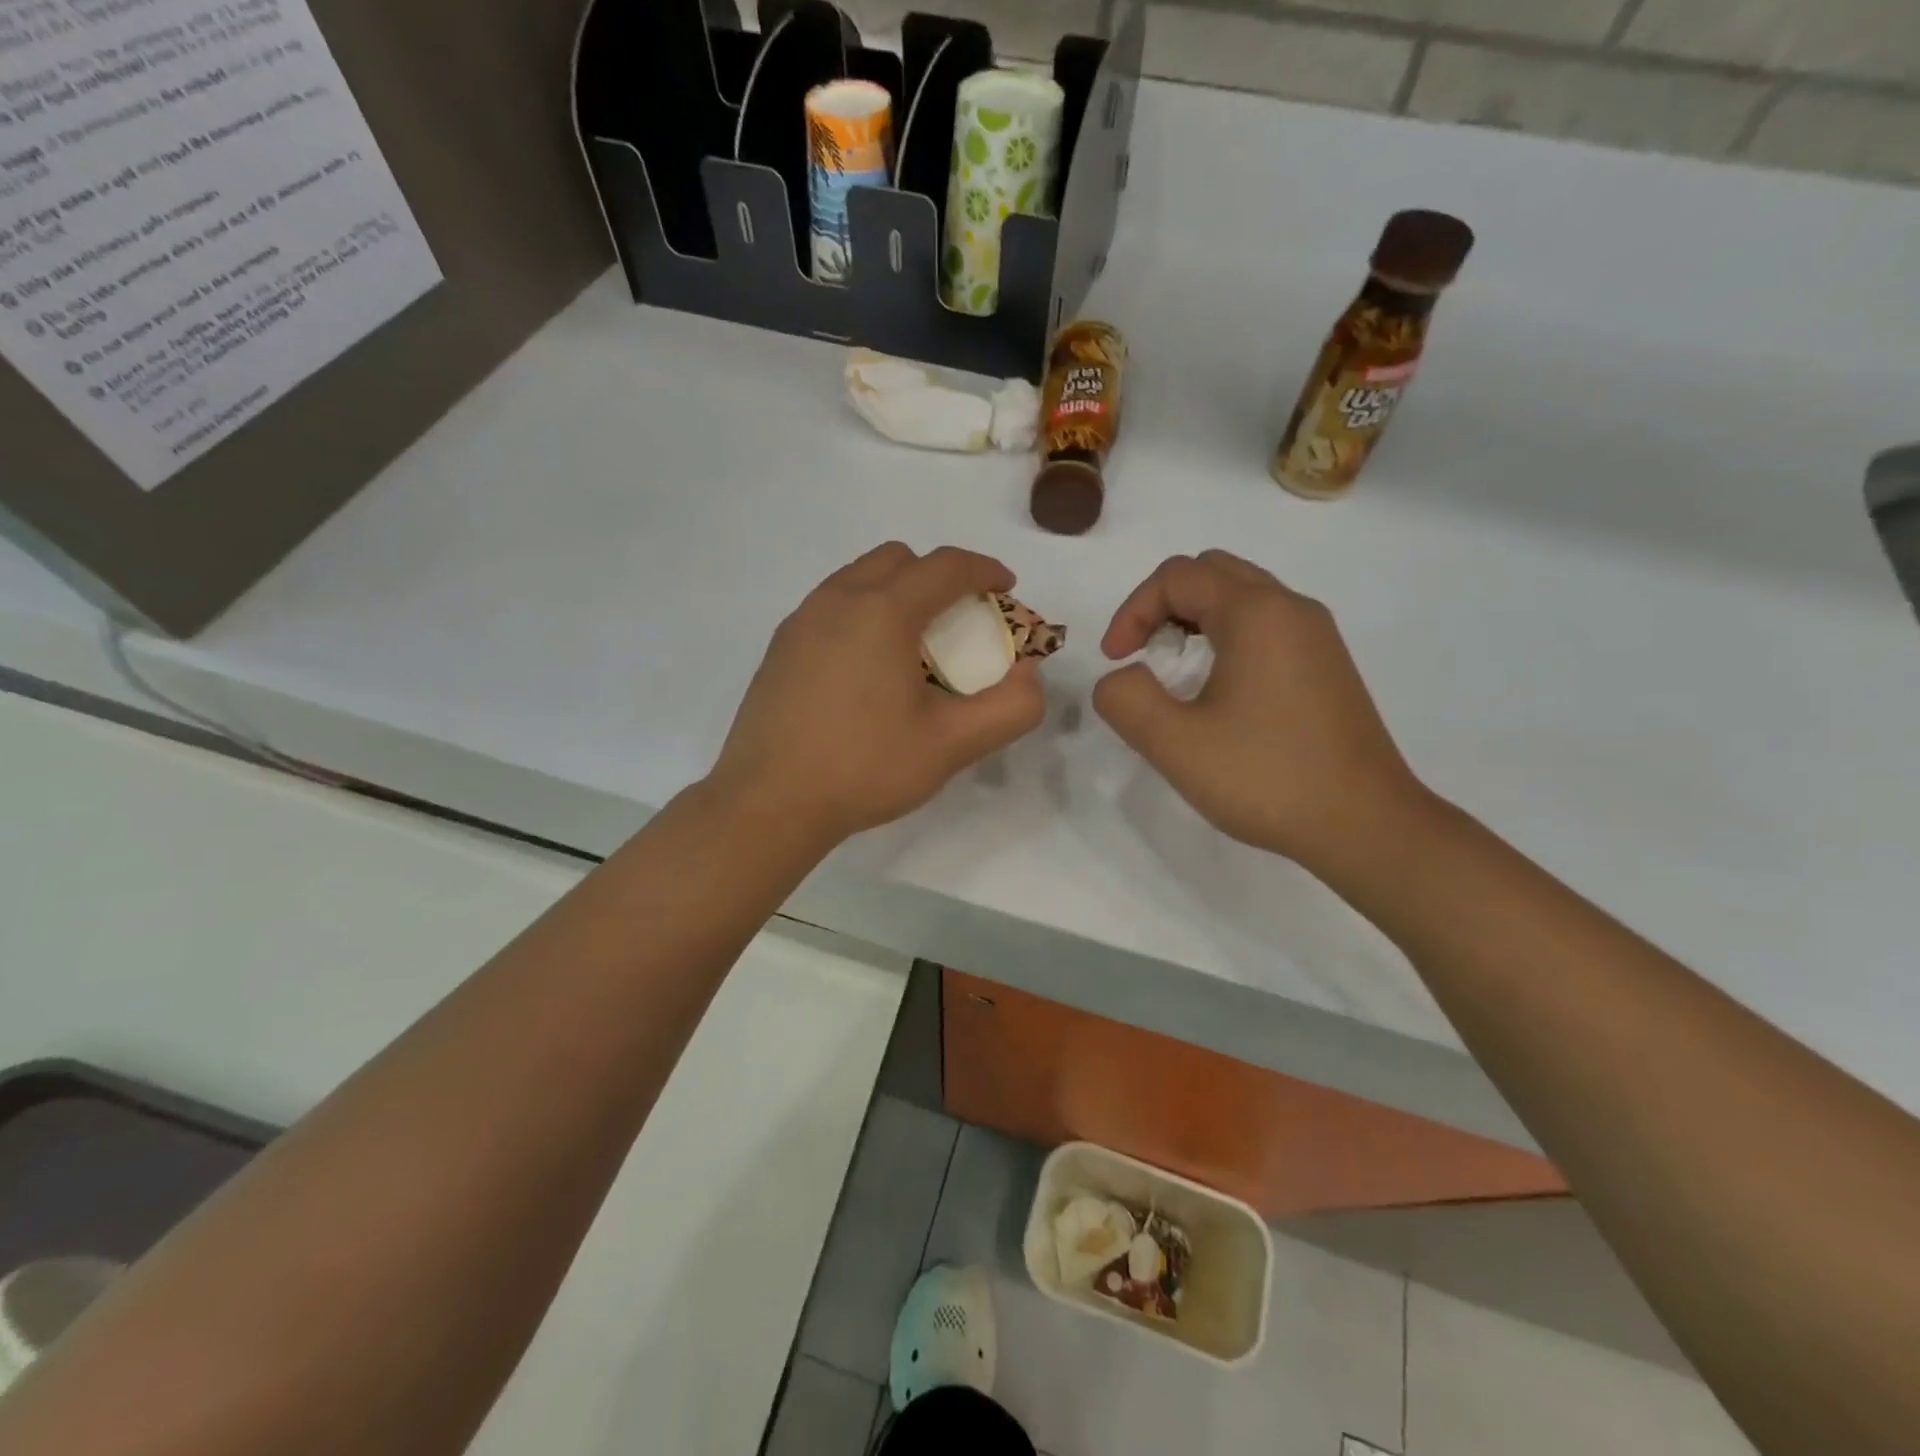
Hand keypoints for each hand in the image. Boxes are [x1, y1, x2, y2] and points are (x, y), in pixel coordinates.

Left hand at [711, 543, 1045, 845]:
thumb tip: (1029, 674)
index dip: (985, 570)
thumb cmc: (864, 768)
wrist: (769, 802)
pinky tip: (868, 668)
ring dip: (898, 592)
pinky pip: (833, 605)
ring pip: (860, 577)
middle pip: (900, 559)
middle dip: (939, 576)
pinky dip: (864, 613)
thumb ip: (1008, 708)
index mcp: (883, 611)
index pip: (946, 565)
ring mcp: (802, 620)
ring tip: (915, 644)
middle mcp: (838, 599)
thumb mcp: (951, 745)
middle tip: (960, 620)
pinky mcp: (781, 646)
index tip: (1006, 589)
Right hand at [1093, 550, 1428, 876]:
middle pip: (1212, 572)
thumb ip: (1127, 700)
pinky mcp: (1327, 664)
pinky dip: (1227, 635)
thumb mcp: (1176, 745)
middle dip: (1163, 605)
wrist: (1366, 825)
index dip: (1131, 612)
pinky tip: (1219, 690)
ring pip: (1242, 595)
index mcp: (1256, 614)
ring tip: (1175, 672)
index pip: (1176, 576)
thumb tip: (1121, 678)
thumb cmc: (1267, 779)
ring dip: (1195, 619)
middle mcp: (1291, 608)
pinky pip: (1266, 623)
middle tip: (1144, 655)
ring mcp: (1317, 635)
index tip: (1116, 662)